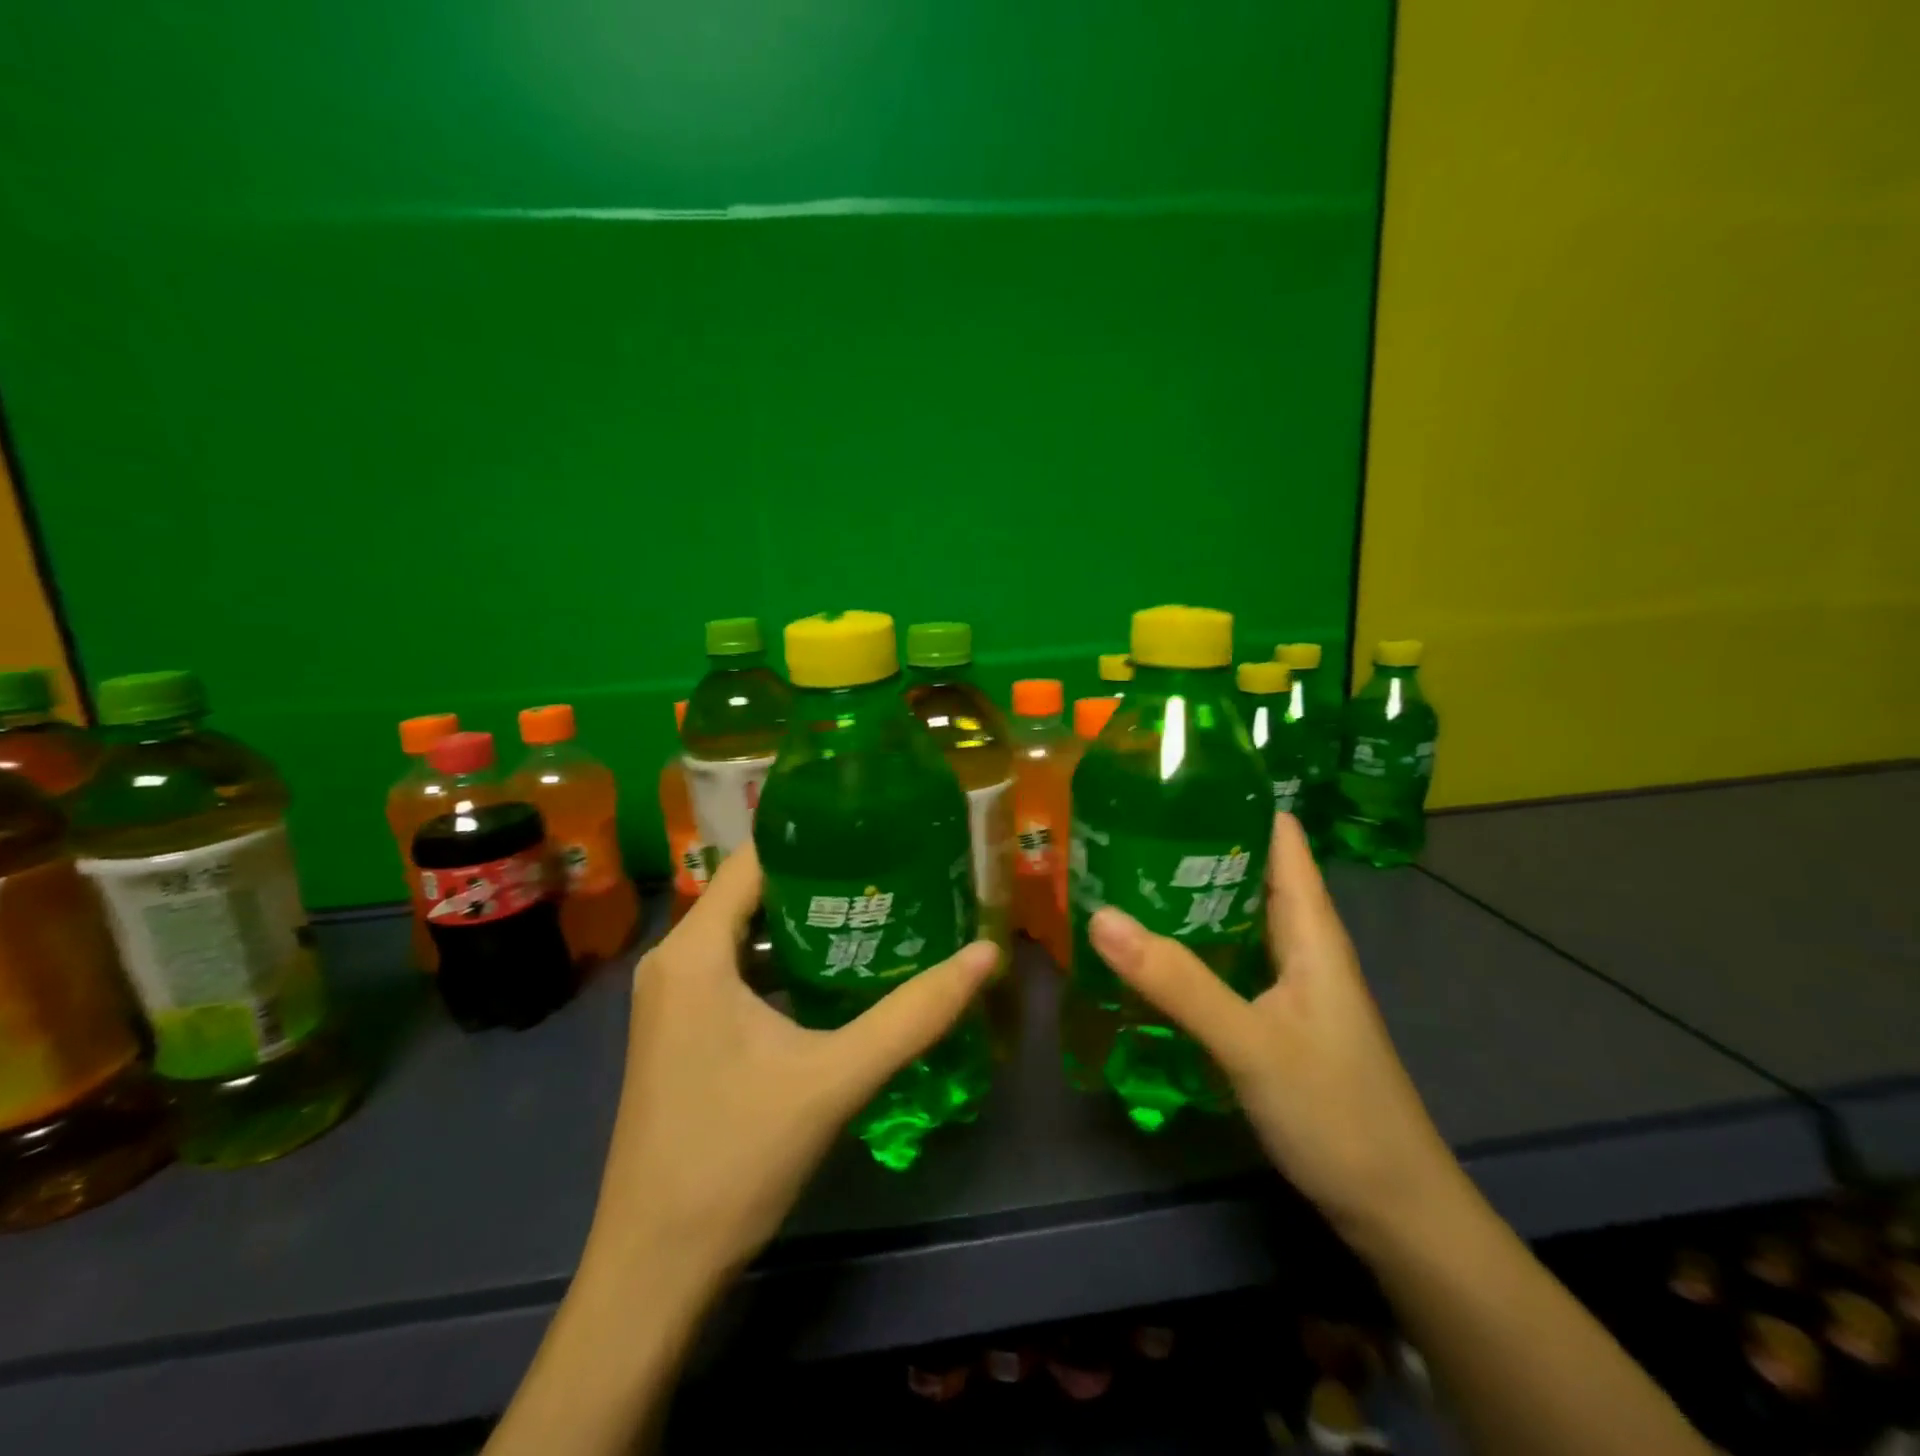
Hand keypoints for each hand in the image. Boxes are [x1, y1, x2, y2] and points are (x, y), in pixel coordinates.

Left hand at [586, 843, 999, 1283]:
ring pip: (743, 933)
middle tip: (891, 868)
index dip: (812, 837)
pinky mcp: (679, 1031)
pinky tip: (834, 975)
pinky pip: (734, 969)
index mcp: (694, 953)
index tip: (874, 828)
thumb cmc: (735, 1159)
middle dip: (819, 878)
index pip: (754, 860)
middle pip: (751, 893)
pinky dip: (782, 960)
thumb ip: (914, 1014)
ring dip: (803, 922)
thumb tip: (986, 954)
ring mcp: (671, 999)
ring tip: (875, 909)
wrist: (654, 1270)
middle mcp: (673, 962)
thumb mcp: (835, 1078)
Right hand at [1088, 813, 1455, 1241]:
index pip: (1278, 836)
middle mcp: (1300, 942)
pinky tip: (1147, 950)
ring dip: (1185, 895)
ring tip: (1120, 875)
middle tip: (1120, 827)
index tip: (1169, 780)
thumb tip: (1100, 916)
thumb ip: (1177, 982)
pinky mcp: (1273, 1015)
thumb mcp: (1251, 1043)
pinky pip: (1226, 958)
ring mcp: (1287, 981)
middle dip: (1191, 844)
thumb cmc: (1336, 1112)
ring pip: (1233, 916)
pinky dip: (1189, 943)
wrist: (1393, 1209)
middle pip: (1247, 870)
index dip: (1233, 799)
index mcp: (1309, 928)